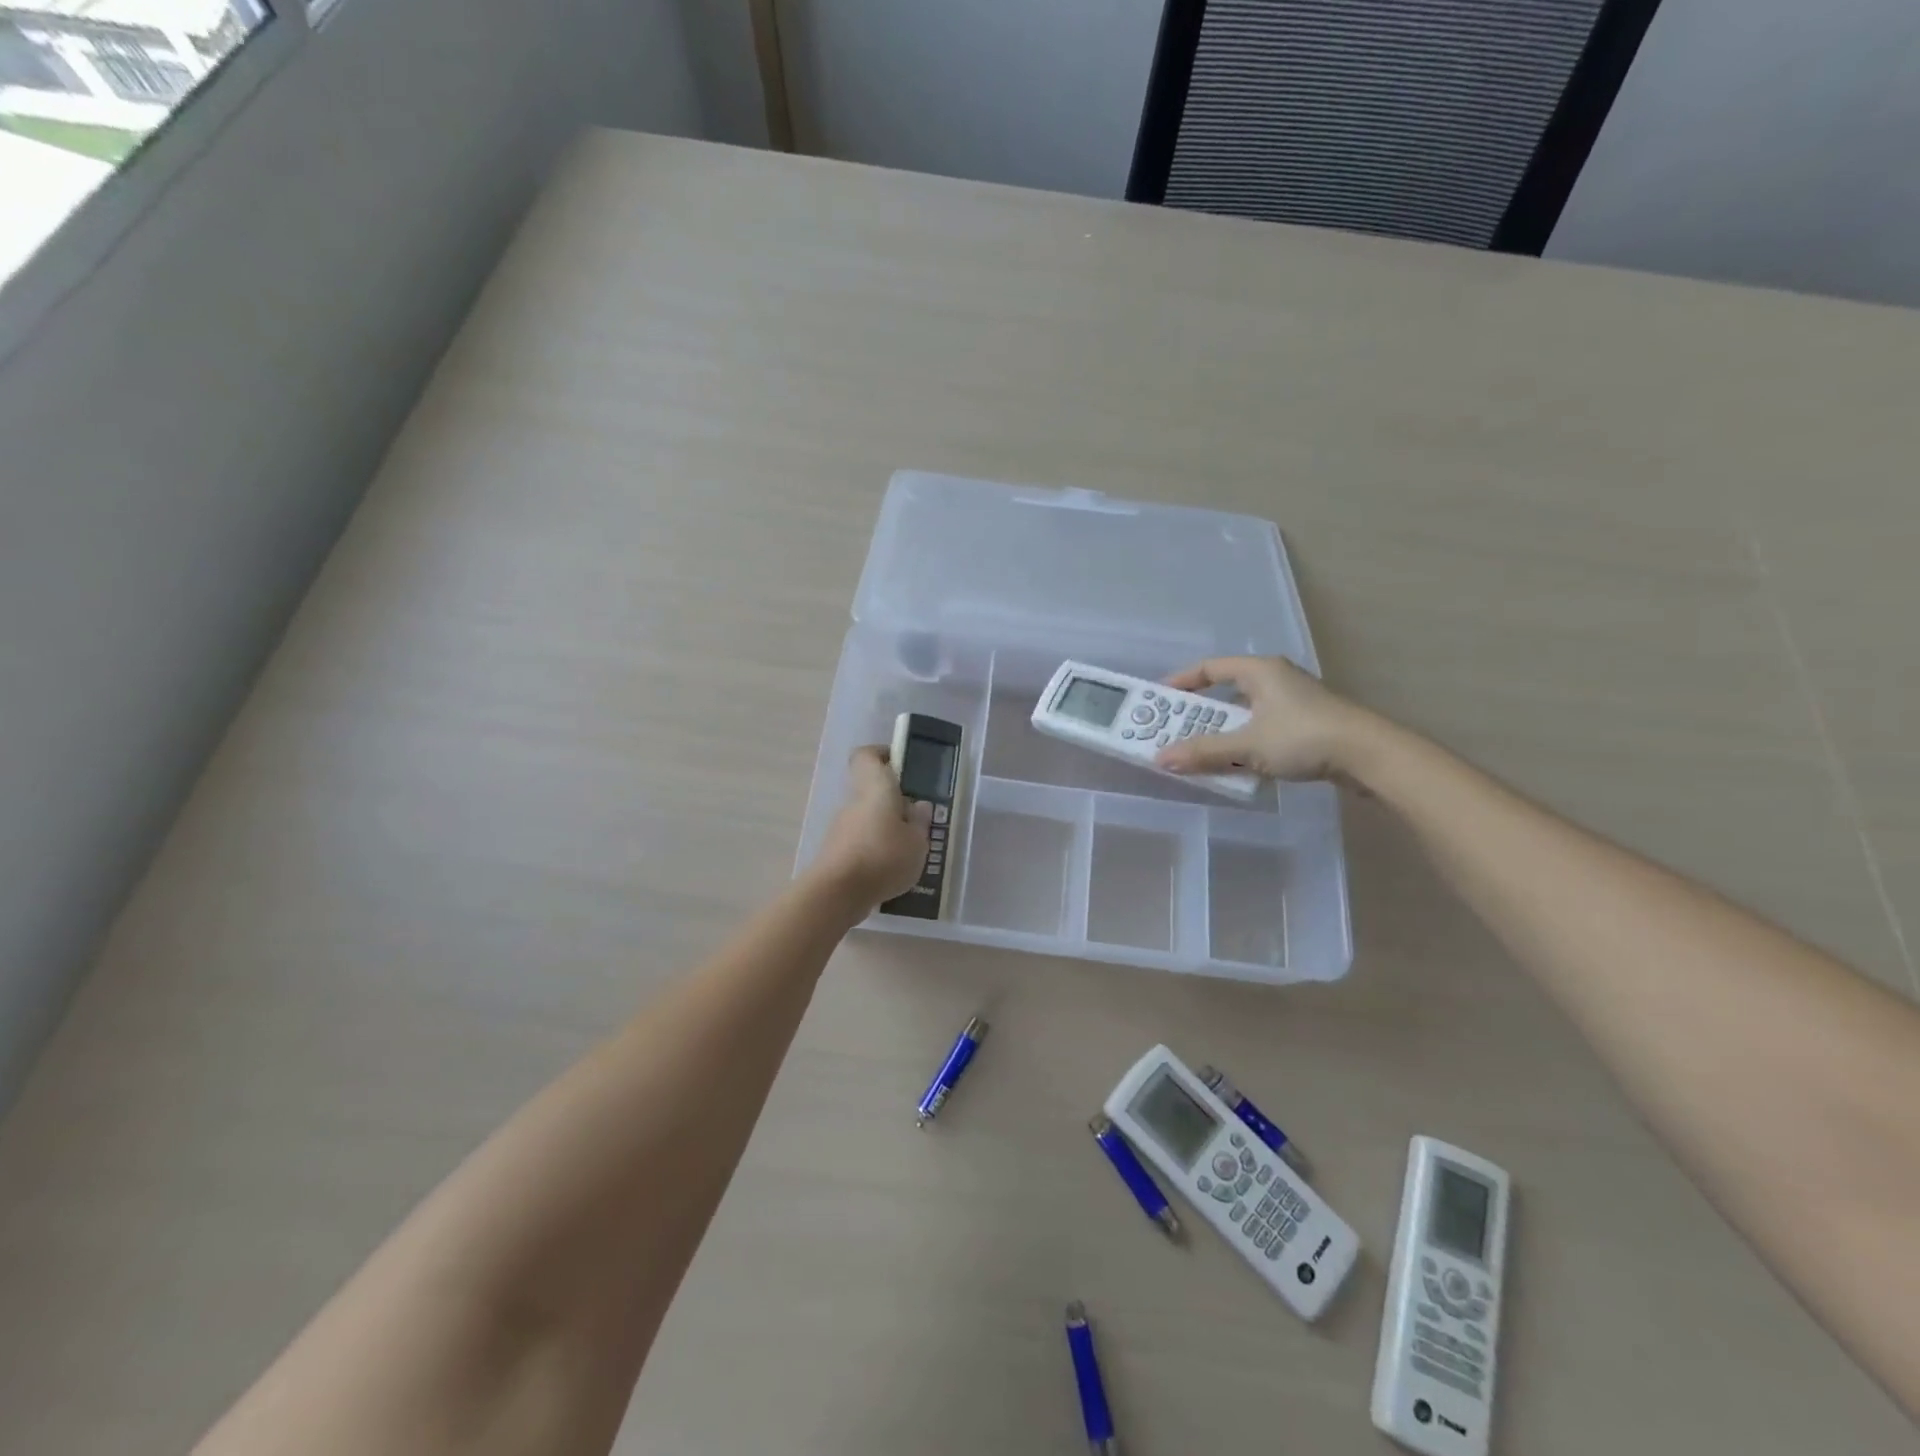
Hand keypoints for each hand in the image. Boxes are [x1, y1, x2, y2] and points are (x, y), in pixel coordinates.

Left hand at [812, 746, 934, 909]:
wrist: (837, 893)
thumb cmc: (883, 857)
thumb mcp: (917, 842)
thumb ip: (920, 822)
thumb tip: (919, 805)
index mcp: (875, 788)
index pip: (867, 756)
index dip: (883, 755)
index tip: (903, 766)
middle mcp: (854, 803)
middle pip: (872, 791)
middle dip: (895, 803)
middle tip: (919, 821)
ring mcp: (842, 828)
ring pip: (868, 819)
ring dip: (886, 830)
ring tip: (910, 853)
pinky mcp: (836, 852)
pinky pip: (861, 843)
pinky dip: (876, 852)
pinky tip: (892, 873)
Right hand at [1154, 656, 1376, 782]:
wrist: (1369, 756)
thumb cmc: (1304, 737)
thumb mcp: (1247, 745)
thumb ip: (1203, 752)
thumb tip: (1160, 759)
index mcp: (1260, 671)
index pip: (1210, 668)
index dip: (1182, 682)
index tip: (1159, 700)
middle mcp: (1275, 680)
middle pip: (1225, 691)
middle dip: (1197, 713)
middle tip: (1173, 731)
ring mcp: (1293, 702)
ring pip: (1244, 713)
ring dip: (1220, 731)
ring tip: (1198, 751)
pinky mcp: (1305, 724)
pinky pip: (1261, 728)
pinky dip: (1243, 742)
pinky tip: (1235, 763)